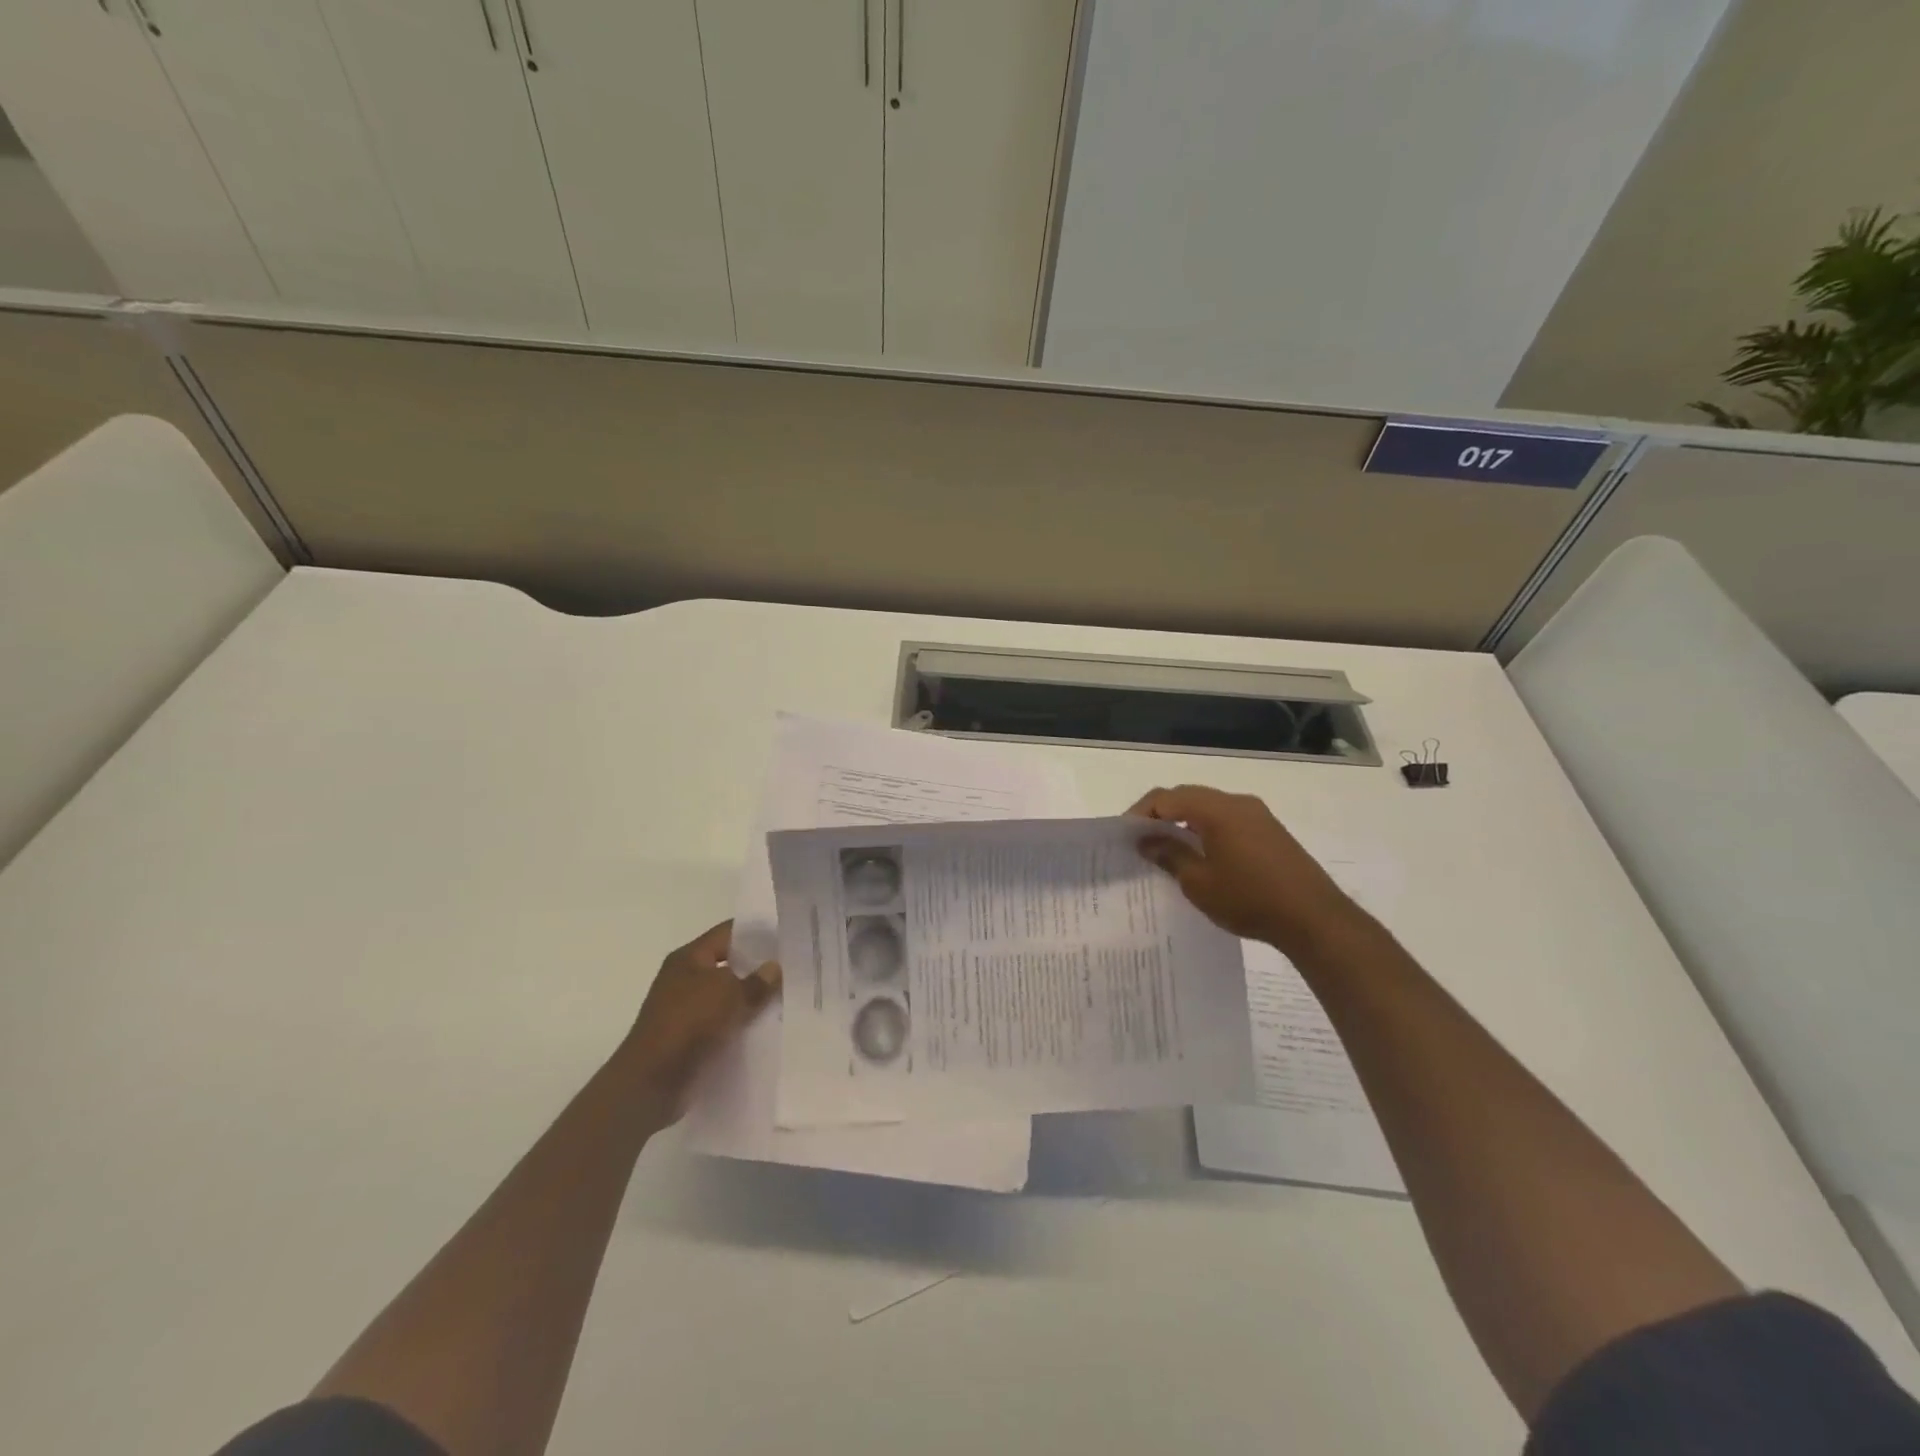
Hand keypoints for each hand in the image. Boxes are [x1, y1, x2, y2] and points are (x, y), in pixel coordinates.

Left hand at [620, 921, 780, 1119]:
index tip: (785, 935)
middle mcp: (685, 979)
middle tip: (793, 967)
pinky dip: (741, 1025)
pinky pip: (723, 1024)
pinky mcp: (690, 1039)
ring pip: (728, 997)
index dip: (756, 932)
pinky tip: (768, 1027)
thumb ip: (756, 981)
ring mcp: (686, 1010)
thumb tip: (774, 967)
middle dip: (758, 968)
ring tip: (787, 998)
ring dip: (751, 1000)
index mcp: (689, 958)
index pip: (727, 933)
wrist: (651, 1082)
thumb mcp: (729, 994)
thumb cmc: (688, 1023)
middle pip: (729, 965)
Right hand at [1129, 785, 1362, 955]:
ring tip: (1168, 850)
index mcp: (1216, 809)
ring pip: (1208, 808)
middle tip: (1142, 841)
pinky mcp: (1270, 831)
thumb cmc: (1249, 899)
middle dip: (1161, 815)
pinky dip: (1206, 830)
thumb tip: (1146, 839)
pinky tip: (1201, 856)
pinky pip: (1227, 819)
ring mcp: (1257, 815)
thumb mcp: (1199, 882)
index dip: (1141, 813)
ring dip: (1184, 822)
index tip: (1125, 836)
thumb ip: (1169, 855)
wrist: (1314, 919)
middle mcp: (1237, 802)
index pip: (1166, 797)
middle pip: (1187, 797)